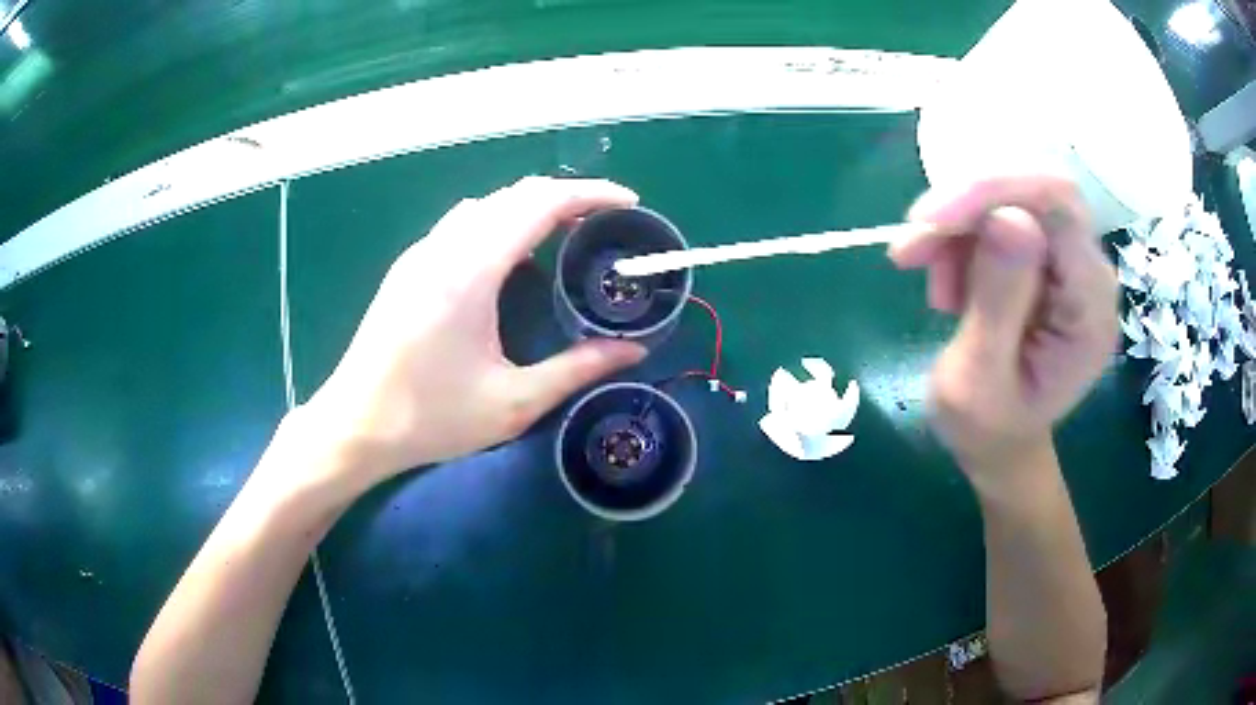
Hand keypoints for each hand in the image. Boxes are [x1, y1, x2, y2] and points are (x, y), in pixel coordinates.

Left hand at [296, 177, 647, 494]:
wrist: (355, 425)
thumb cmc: (431, 418)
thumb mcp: (513, 403)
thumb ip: (577, 370)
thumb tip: (633, 350)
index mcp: (470, 272)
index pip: (539, 204)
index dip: (589, 194)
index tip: (628, 202)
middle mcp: (443, 248)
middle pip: (513, 195)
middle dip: (565, 196)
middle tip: (604, 222)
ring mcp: (420, 254)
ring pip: (485, 205)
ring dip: (529, 207)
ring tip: (564, 233)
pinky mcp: (408, 268)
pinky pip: (462, 224)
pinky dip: (499, 222)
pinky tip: (511, 257)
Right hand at [889, 176, 1117, 473]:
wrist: (998, 440)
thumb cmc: (987, 427)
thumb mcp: (980, 382)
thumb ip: (998, 304)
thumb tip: (1006, 218)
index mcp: (1091, 311)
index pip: (1059, 209)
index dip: (995, 193)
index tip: (929, 221)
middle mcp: (1090, 272)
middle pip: (1037, 191)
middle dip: (970, 206)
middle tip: (916, 245)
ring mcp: (1068, 260)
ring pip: (1011, 196)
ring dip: (959, 229)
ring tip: (936, 289)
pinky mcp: (1044, 255)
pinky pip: (999, 213)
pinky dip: (961, 236)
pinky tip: (948, 283)